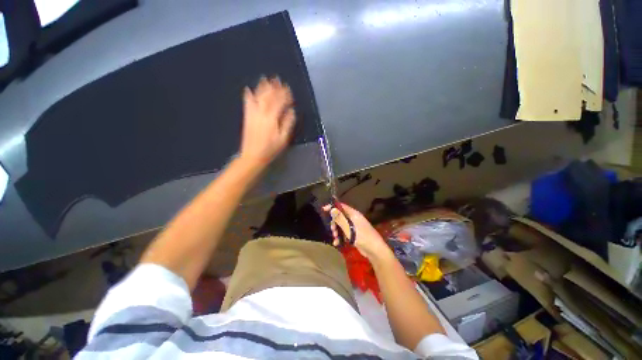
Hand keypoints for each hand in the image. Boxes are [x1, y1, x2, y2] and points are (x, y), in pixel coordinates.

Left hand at [240, 76, 295, 167]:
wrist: (253, 155)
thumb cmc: (271, 149)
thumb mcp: (283, 139)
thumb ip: (288, 123)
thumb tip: (291, 111)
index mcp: (272, 119)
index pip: (279, 103)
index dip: (285, 95)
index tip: (289, 89)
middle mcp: (262, 113)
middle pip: (268, 97)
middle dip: (274, 88)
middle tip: (278, 79)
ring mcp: (253, 115)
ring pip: (258, 98)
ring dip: (262, 88)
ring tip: (265, 79)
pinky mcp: (247, 117)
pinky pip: (247, 104)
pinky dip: (248, 96)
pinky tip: (248, 89)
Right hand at [323, 203, 393, 263]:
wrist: (374, 250)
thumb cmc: (362, 237)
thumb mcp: (349, 228)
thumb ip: (340, 218)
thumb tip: (332, 209)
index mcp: (353, 214)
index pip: (341, 206)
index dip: (332, 207)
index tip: (324, 209)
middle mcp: (353, 218)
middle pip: (340, 216)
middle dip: (334, 223)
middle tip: (332, 230)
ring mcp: (354, 227)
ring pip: (341, 226)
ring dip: (336, 231)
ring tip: (335, 238)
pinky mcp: (354, 234)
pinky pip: (344, 233)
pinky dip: (340, 237)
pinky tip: (337, 243)